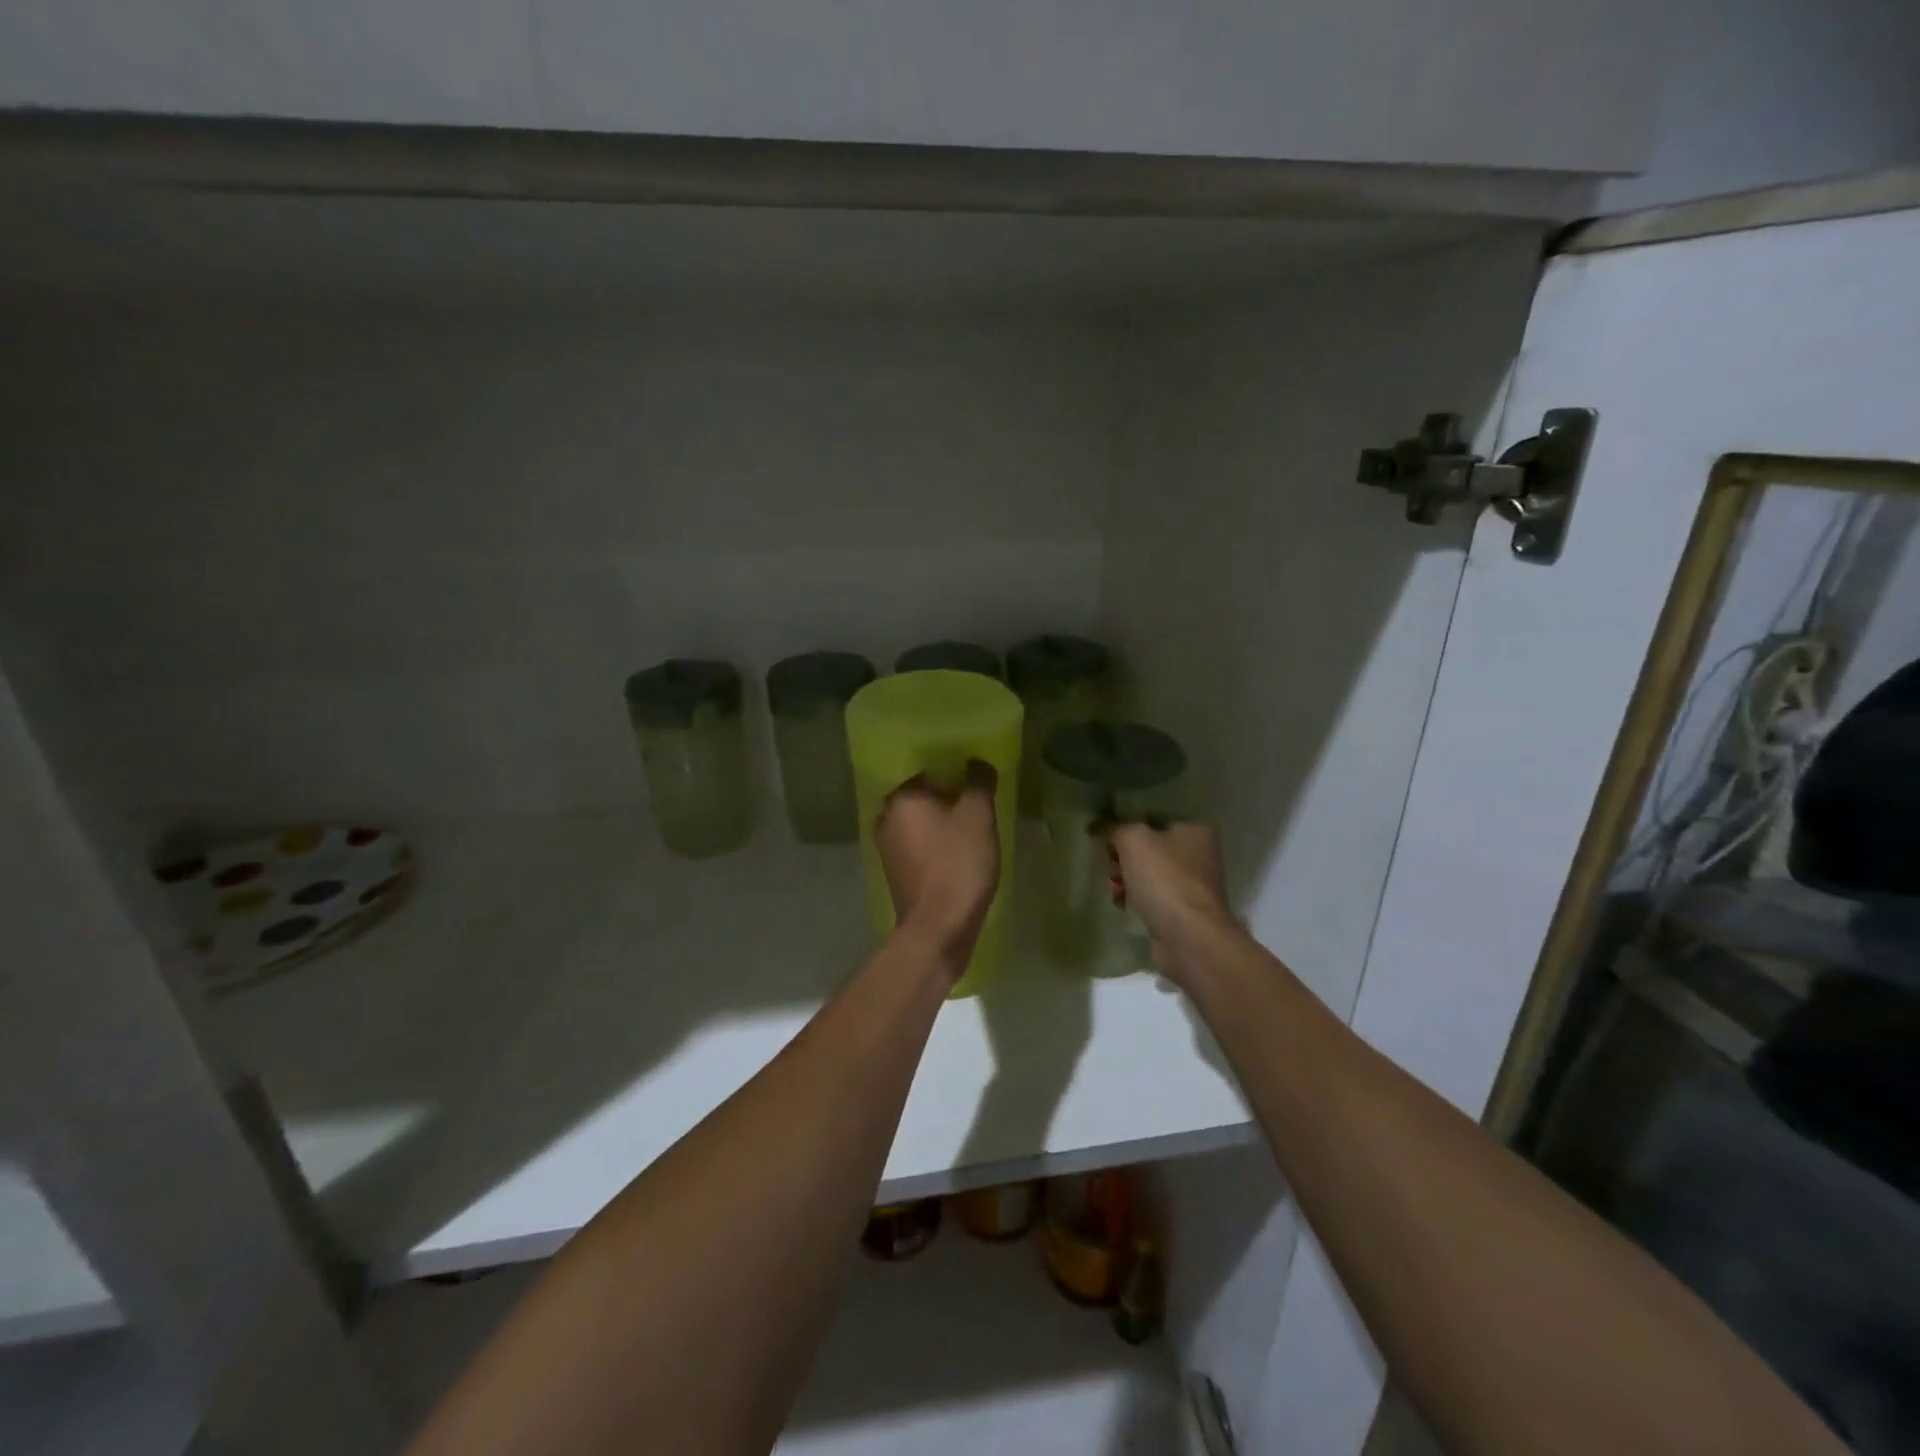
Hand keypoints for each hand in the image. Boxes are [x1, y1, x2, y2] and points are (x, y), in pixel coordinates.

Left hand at [876, 762, 1000, 973]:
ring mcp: (887, 848)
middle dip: (948, 799)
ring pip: (920, 823)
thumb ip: (978, 783)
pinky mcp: (895, 872)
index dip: (955, 773)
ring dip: (942, 823)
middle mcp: (886, 818)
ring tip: (972, 829)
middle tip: (978, 805)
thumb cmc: (957, 864)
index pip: (928, 771)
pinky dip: (936, 845)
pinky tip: (958, 854)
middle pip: (922, 797)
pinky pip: (918, 847)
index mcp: (901, 798)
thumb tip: (977, 762)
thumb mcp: (978, 816)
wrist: (938, 927)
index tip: (977, 782)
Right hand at [1105, 822, 1233, 982]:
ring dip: (1126, 880)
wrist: (1189, 937)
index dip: (1126, 828)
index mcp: (1195, 830)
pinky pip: (1153, 898)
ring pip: (1149, 875)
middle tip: (1110, 867)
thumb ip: (1114, 829)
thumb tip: (1099, 827)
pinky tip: (1123, 906)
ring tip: (1113, 890)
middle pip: (1149, 849)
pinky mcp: (1185, 912)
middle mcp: (1200, 855)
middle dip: (1123, 858)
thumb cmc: (1164, 879)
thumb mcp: (1133, 841)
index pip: (1152, 820)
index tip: (1106, 842)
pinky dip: (1136, 900)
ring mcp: (1194, 886)